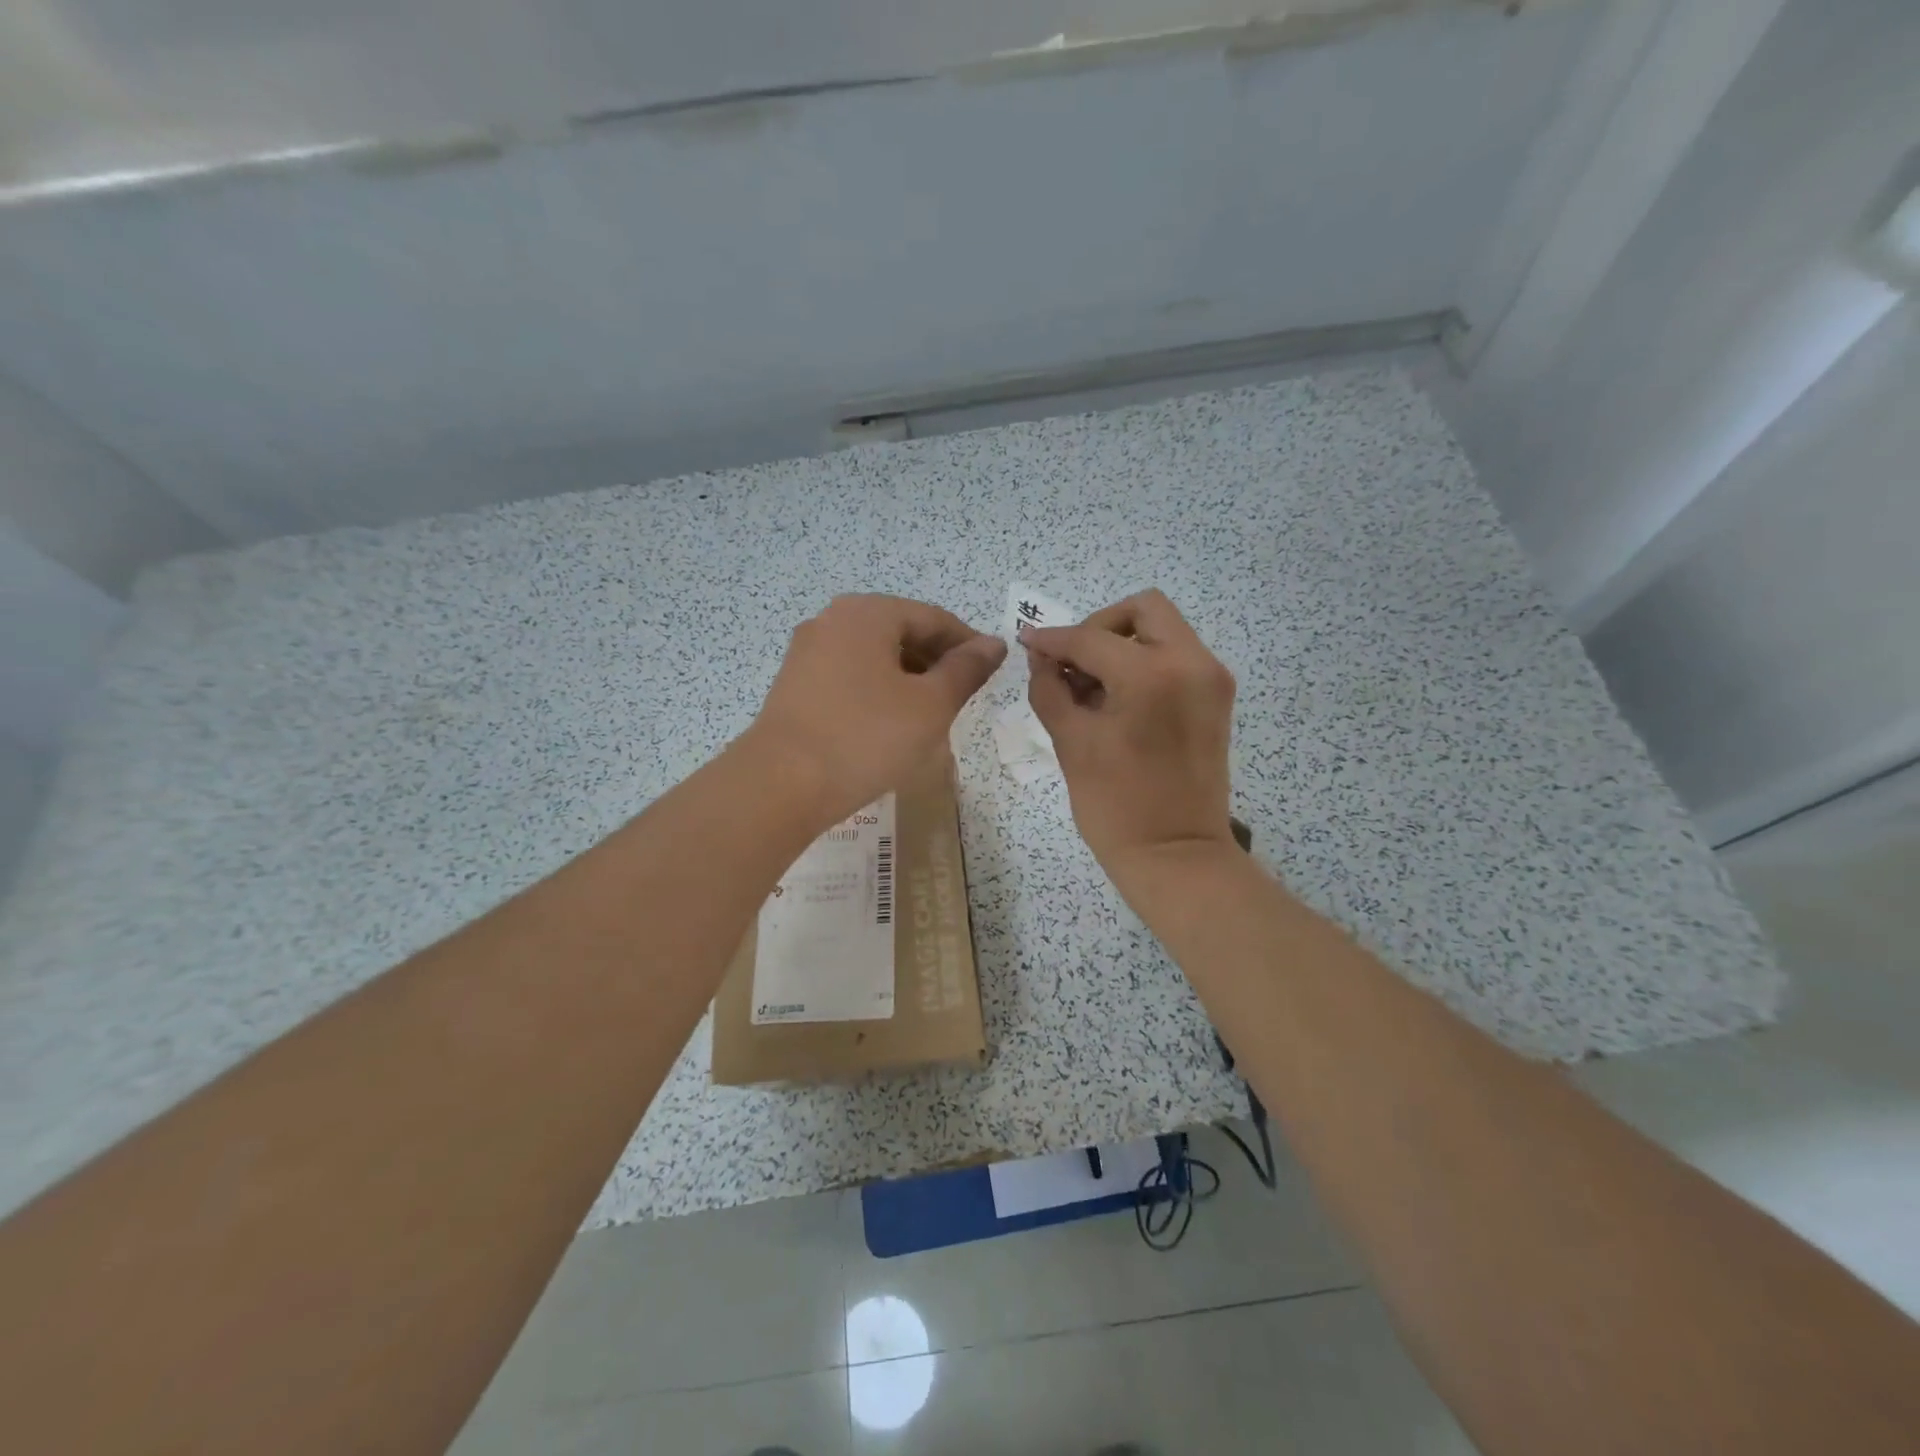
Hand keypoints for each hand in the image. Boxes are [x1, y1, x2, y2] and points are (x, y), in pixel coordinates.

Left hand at [745, 594, 1005, 826]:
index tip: (991, 672)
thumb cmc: (866, 737)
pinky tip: (889, 725)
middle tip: (962, 697)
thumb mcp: (930, 705)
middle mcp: (832, 621)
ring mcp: (807, 653)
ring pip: (874, 657)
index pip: (933, 618)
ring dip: (908, 680)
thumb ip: (966, 670)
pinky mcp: (794, 685)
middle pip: (900, 632)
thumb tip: (993, 644)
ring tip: (930, 716)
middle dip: (936, 662)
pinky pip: (849, 677)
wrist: (780, 784)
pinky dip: (877, 692)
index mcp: (867, 613)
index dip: (967, 644)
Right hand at [1021, 590, 1236, 880]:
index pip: (1091, 638)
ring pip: (1163, 630)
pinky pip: (1176, 657)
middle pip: (1143, 609)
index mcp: (1153, 674)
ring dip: (1122, 644)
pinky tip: (1117, 698)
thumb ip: (1050, 689)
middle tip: (1072, 664)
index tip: (1027, 642)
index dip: (1053, 639)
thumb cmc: (1115, 806)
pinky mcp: (1216, 698)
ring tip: (1091, 686)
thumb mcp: (1071, 742)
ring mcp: (1211, 679)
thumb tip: (1040, 657)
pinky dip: (1144, 662)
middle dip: (1099, 628)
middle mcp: (1192, 662)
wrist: (1176, 856)